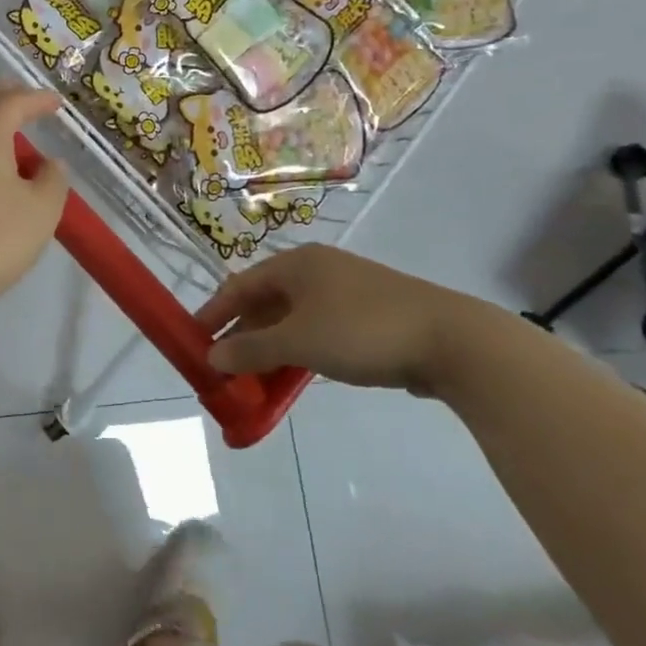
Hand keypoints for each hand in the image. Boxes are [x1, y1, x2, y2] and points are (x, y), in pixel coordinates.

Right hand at [197, 245, 483, 395]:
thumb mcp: (298, 342)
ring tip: (252, 380)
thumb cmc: (362, 330)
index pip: (239, 284)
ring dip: (269, 349)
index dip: (214, 312)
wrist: (452, 341)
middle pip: (265, 302)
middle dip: (242, 335)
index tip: (193, 338)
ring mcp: (345, 292)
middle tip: (222, 367)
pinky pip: (318, 331)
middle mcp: (317, 271)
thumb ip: (251, 350)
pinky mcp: (368, 316)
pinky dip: (299, 352)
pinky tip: (293, 377)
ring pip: (292, 320)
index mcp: (296, 264)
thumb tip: (212, 356)